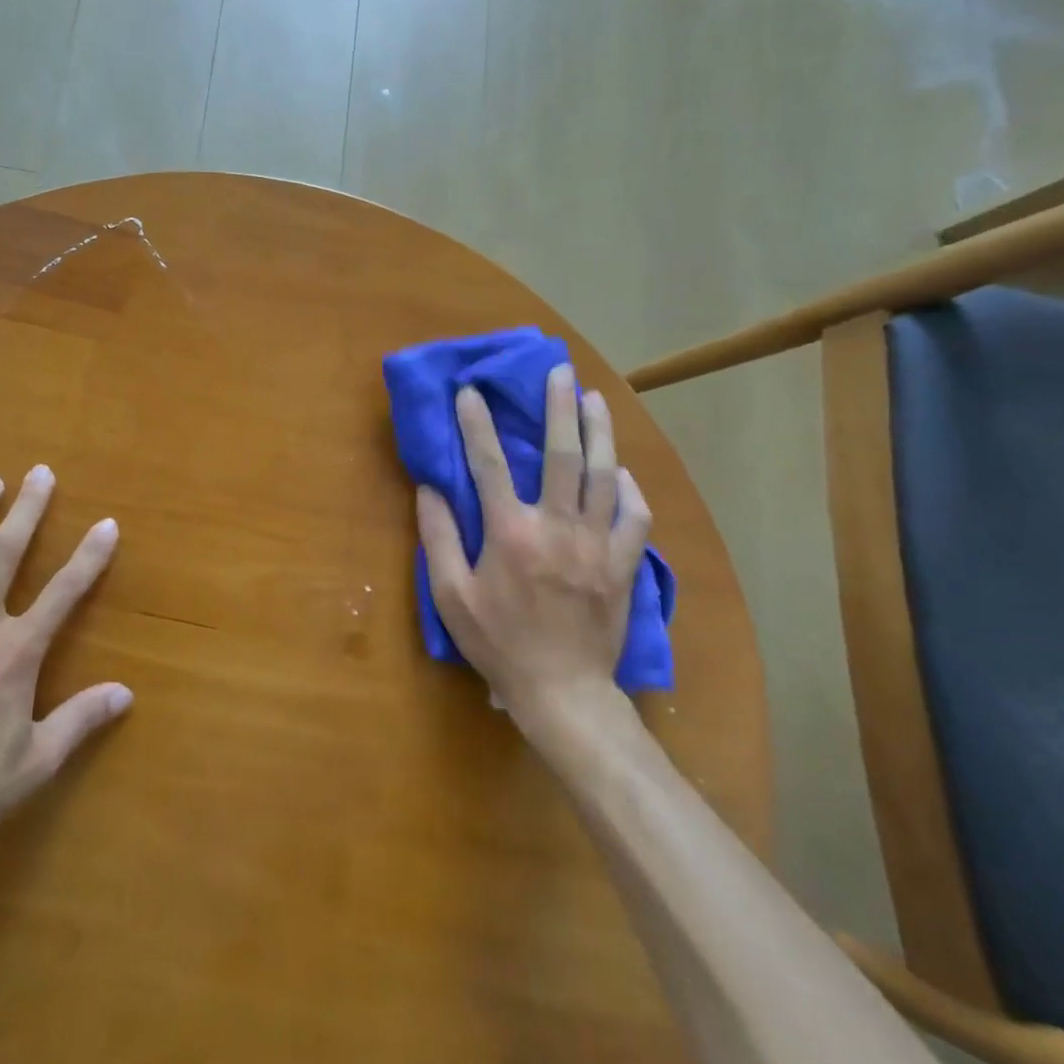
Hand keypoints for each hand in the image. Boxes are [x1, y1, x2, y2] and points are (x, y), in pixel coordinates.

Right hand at [415, 366, 652, 733]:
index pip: (488, 464)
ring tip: (595, 399)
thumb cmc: (498, 642)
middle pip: (561, 455)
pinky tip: (623, 471)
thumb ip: (439, 537)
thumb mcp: (451, 595)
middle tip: (560, 371)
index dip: (476, 424)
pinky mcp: (622, 564)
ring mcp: (596, 544)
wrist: (562, 691)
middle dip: (559, 408)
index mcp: (510, 533)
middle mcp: (557, 527)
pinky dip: (631, 488)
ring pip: (605, 476)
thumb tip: (429, 488)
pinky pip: (635, 516)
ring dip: (600, 432)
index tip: (470, 391)